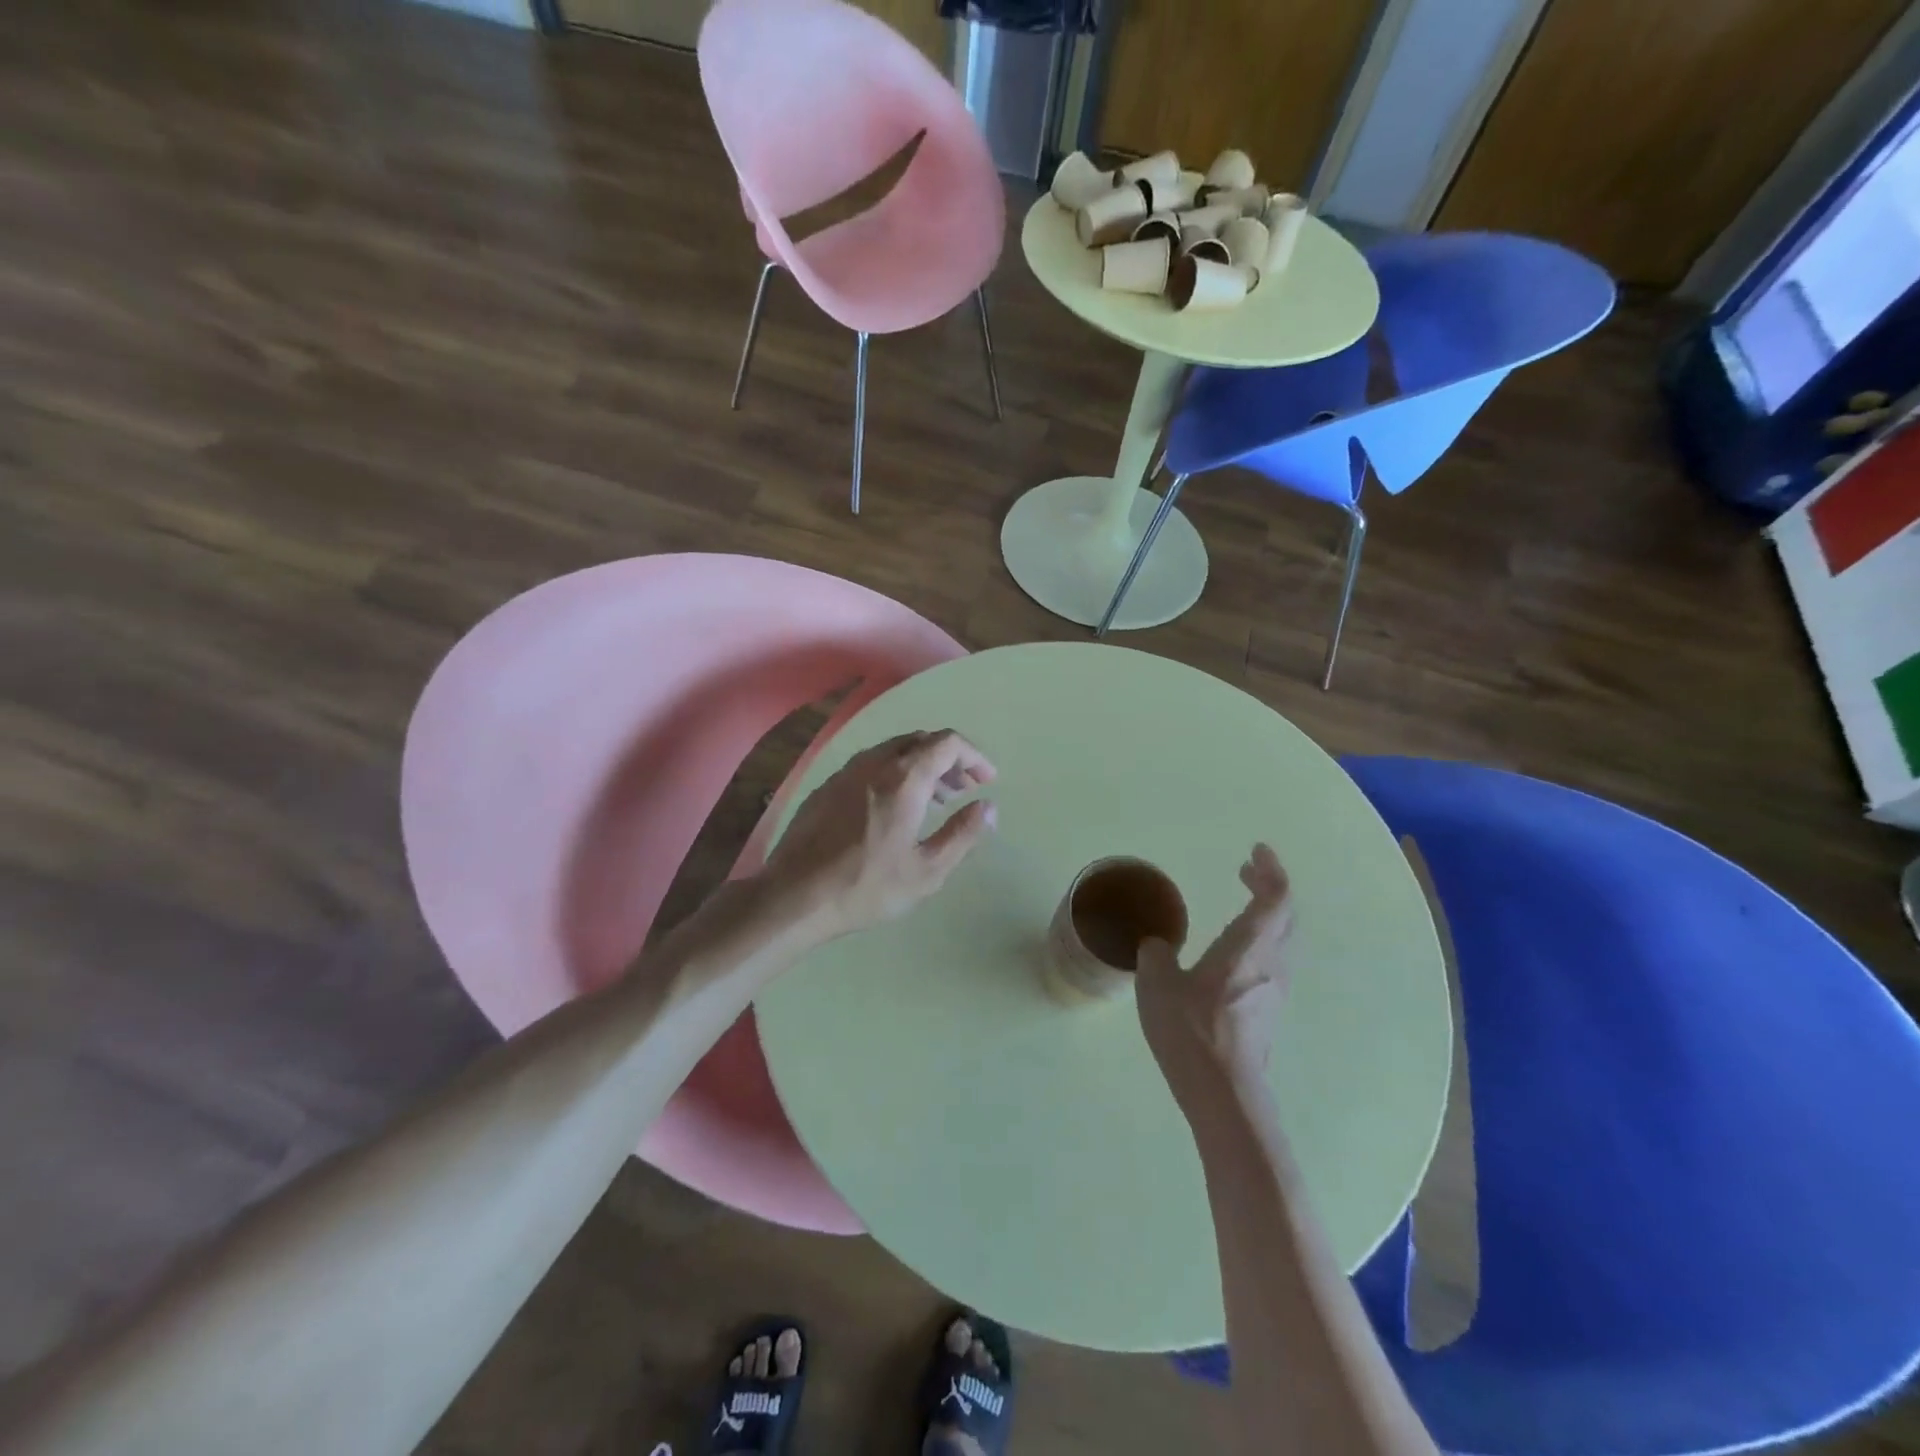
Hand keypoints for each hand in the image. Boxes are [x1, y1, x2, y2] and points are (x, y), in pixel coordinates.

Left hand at [761, 729, 996, 942]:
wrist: (794, 896)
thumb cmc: (867, 886)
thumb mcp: (927, 870)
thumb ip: (963, 834)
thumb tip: (989, 807)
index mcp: (904, 779)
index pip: (948, 743)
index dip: (974, 756)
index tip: (986, 781)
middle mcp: (875, 764)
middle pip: (921, 741)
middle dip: (949, 760)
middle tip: (962, 791)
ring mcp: (846, 772)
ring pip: (893, 751)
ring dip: (921, 766)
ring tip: (932, 802)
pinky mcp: (826, 787)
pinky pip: (870, 766)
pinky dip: (893, 774)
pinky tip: (892, 809)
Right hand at [1136, 844, 1292, 1107]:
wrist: (1225, 1095)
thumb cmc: (1192, 1031)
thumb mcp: (1157, 984)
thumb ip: (1157, 954)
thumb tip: (1158, 945)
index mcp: (1248, 947)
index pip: (1277, 897)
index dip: (1271, 869)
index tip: (1256, 851)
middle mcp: (1270, 964)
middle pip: (1286, 916)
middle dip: (1269, 887)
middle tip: (1246, 871)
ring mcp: (1275, 991)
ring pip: (1282, 940)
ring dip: (1267, 916)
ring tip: (1242, 905)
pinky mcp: (1269, 1014)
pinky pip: (1272, 962)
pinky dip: (1260, 941)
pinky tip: (1233, 953)